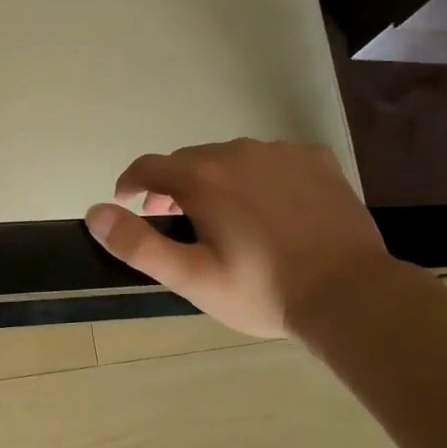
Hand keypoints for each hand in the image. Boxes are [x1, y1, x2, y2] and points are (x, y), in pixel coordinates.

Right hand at [84, 140, 392, 338]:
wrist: (350, 295)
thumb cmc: (261, 290)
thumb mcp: (190, 277)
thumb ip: (137, 244)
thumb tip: (96, 213)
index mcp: (201, 177)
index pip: (147, 167)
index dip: (130, 185)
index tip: (127, 205)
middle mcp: (237, 152)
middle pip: (188, 161)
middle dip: (173, 187)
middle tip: (176, 223)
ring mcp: (281, 152)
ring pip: (230, 158)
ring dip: (215, 181)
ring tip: (224, 219)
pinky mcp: (315, 160)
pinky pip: (271, 160)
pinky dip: (258, 177)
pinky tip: (270, 208)